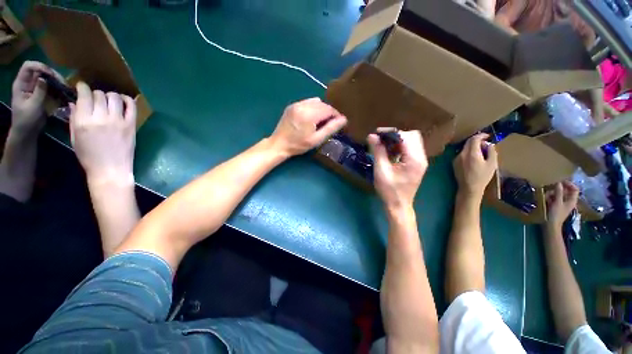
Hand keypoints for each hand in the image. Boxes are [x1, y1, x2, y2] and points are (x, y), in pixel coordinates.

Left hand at [10, 61, 62, 136]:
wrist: (27, 132)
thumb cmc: (26, 120)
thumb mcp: (33, 106)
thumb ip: (39, 91)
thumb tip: (45, 79)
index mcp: (21, 83)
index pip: (29, 66)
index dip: (40, 66)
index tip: (51, 75)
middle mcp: (28, 83)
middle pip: (40, 71)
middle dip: (52, 75)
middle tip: (63, 83)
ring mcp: (35, 89)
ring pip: (47, 78)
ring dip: (57, 82)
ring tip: (66, 89)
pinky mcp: (42, 94)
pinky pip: (51, 87)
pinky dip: (58, 89)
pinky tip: (64, 94)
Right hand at [70, 82, 136, 184]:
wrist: (111, 170)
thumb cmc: (89, 156)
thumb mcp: (74, 138)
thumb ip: (74, 118)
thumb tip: (73, 102)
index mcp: (84, 121)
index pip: (84, 95)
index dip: (82, 88)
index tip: (81, 87)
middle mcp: (101, 118)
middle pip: (99, 94)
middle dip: (95, 94)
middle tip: (95, 100)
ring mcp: (118, 121)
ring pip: (114, 97)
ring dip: (110, 96)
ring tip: (108, 101)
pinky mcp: (131, 125)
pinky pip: (132, 107)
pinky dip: (127, 100)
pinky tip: (123, 101)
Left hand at [269, 98, 346, 156]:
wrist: (279, 144)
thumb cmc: (298, 145)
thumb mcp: (316, 139)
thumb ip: (330, 128)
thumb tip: (344, 119)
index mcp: (309, 114)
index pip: (329, 109)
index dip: (336, 115)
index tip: (339, 123)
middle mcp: (303, 105)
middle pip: (323, 104)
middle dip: (329, 112)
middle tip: (330, 123)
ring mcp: (296, 104)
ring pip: (316, 102)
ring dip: (322, 109)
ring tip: (321, 121)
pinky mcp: (292, 105)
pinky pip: (307, 102)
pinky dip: (313, 107)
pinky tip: (311, 117)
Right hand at [367, 129, 427, 208]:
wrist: (399, 206)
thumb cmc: (389, 190)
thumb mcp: (381, 171)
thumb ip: (378, 152)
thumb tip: (372, 136)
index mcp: (414, 159)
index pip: (406, 136)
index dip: (391, 132)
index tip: (377, 134)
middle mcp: (421, 158)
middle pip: (412, 136)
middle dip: (395, 135)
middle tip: (381, 140)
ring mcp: (421, 161)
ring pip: (412, 141)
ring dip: (397, 140)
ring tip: (384, 146)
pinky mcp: (417, 164)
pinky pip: (410, 149)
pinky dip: (400, 147)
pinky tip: (390, 153)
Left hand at [453, 133, 496, 199]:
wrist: (469, 187)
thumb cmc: (482, 177)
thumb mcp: (492, 164)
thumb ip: (491, 152)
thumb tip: (489, 144)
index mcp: (471, 154)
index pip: (474, 139)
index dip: (481, 135)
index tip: (488, 136)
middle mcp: (461, 154)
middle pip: (468, 143)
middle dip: (477, 141)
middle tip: (486, 144)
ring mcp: (456, 159)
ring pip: (465, 148)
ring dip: (473, 147)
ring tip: (482, 153)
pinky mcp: (454, 163)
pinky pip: (462, 154)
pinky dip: (468, 153)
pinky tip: (474, 159)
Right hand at [546, 181, 578, 229]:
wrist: (550, 225)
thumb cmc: (556, 214)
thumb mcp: (557, 203)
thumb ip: (558, 192)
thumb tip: (559, 182)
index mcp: (572, 200)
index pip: (575, 189)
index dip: (569, 184)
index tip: (560, 181)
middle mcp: (568, 201)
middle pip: (564, 191)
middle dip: (556, 190)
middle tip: (549, 190)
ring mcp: (561, 203)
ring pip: (557, 194)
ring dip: (551, 194)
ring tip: (545, 197)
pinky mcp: (555, 206)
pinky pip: (553, 198)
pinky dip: (549, 198)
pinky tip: (544, 200)